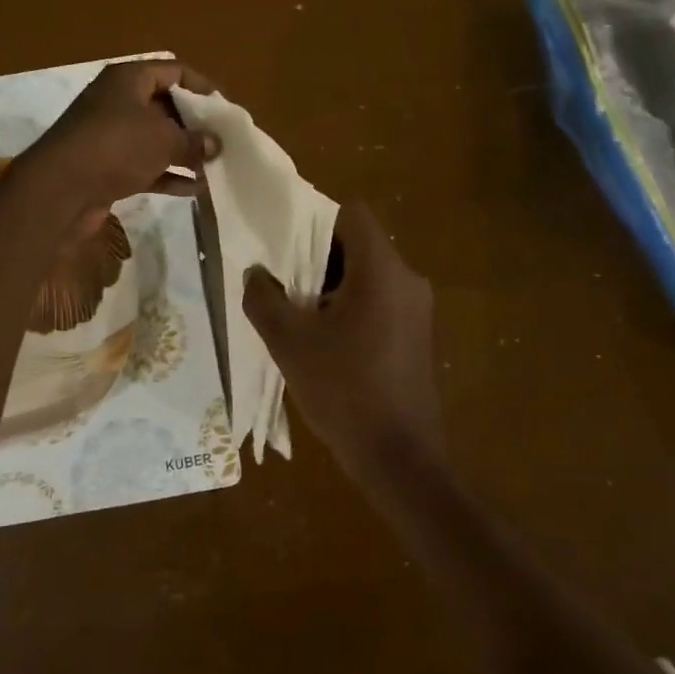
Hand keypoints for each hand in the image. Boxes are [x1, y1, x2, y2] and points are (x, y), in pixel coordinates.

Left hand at [17, 60, 219, 231]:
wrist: (60, 189)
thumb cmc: (117, 146)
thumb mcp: (165, 140)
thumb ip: (195, 140)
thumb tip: (215, 144)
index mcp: (129, 79)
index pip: (173, 70)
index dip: (201, 86)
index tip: (224, 108)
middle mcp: (117, 101)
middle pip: (164, 105)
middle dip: (194, 124)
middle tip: (222, 141)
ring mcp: (109, 135)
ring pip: (155, 139)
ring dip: (183, 153)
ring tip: (214, 167)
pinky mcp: (105, 166)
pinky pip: (144, 165)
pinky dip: (168, 175)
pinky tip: (194, 189)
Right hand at [243, 202, 443, 481]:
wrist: (401, 459)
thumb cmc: (344, 391)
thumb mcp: (289, 343)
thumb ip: (264, 299)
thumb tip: (255, 273)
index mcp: (381, 270)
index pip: (351, 214)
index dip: (315, 221)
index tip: (286, 247)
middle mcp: (408, 279)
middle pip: (360, 245)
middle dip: (319, 258)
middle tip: (284, 283)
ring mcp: (418, 310)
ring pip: (369, 276)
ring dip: (334, 286)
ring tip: (300, 316)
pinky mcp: (419, 336)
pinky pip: (382, 302)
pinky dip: (354, 307)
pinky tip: (328, 343)